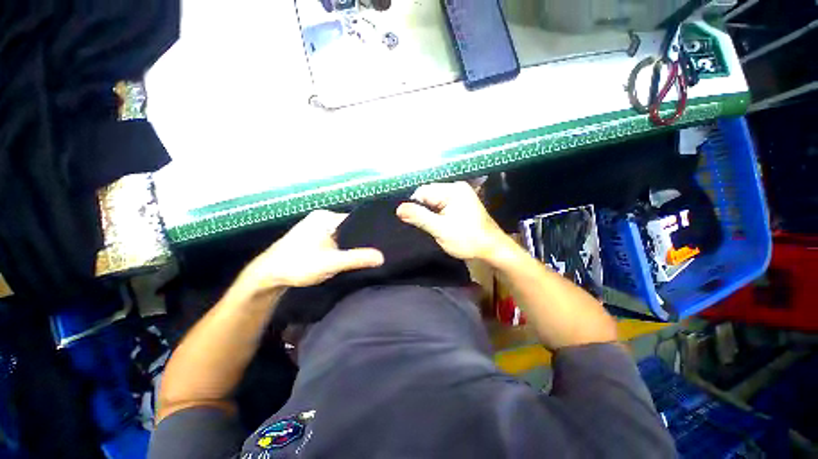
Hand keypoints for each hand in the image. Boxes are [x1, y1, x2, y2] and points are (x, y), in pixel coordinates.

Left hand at [239, 210, 383, 290]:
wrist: (268, 276)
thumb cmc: (298, 265)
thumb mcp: (330, 263)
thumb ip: (356, 259)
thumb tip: (381, 257)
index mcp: (325, 217)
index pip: (356, 219)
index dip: (369, 230)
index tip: (383, 240)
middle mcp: (321, 219)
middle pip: (350, 227)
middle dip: (361, 238)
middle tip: (378, 248)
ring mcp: (316, 228)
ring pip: (343, 234)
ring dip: (352, 244)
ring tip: (368, 252)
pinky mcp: (314, 238)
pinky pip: (335, 239)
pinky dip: (343, 247)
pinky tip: (350, 255)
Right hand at [396, 182, 509, 261]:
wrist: (492, 249)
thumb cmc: (468, 239)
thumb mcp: (441, 229)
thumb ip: (419, 217)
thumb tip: (399, 208)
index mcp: (453, 190)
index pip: (423, 191)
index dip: (414, 206)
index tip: (412, 222)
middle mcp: (456, 187)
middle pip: (428, 195)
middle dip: (422, 210)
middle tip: (422, 226)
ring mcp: (460, 195)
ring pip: (434, 201)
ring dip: (429, 213)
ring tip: (429, 226)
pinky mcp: (461, 203)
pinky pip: (441, 204)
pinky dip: (436, 214)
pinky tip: (436, 224)